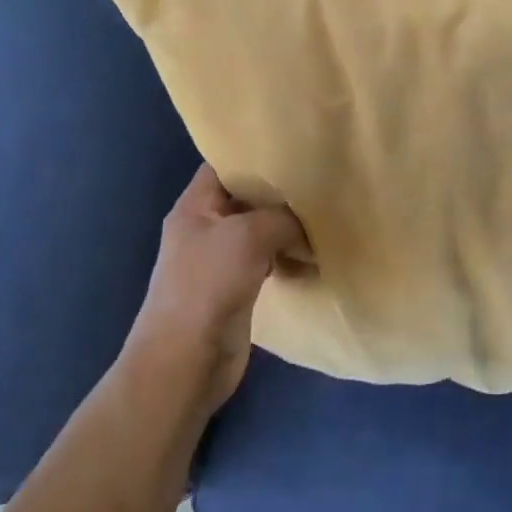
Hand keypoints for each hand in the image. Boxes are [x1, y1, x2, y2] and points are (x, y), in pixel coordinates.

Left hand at [126, 165, 308, 417]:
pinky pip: (267, 263)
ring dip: (289, 231)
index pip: (224, 167)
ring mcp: (220, 262)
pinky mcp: (236, 290)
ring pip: (260, 233)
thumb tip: (305, 222)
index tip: (294, 151)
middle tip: (321, 185)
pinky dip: (288, 260)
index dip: (255, 156)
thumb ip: (282, 218)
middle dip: (281, 195)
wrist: (186, 360)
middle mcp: (205, 229)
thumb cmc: (208, 286)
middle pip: (246, 201)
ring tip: (325, 221)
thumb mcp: (248, 236)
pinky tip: (314, 261)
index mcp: (195, 207)